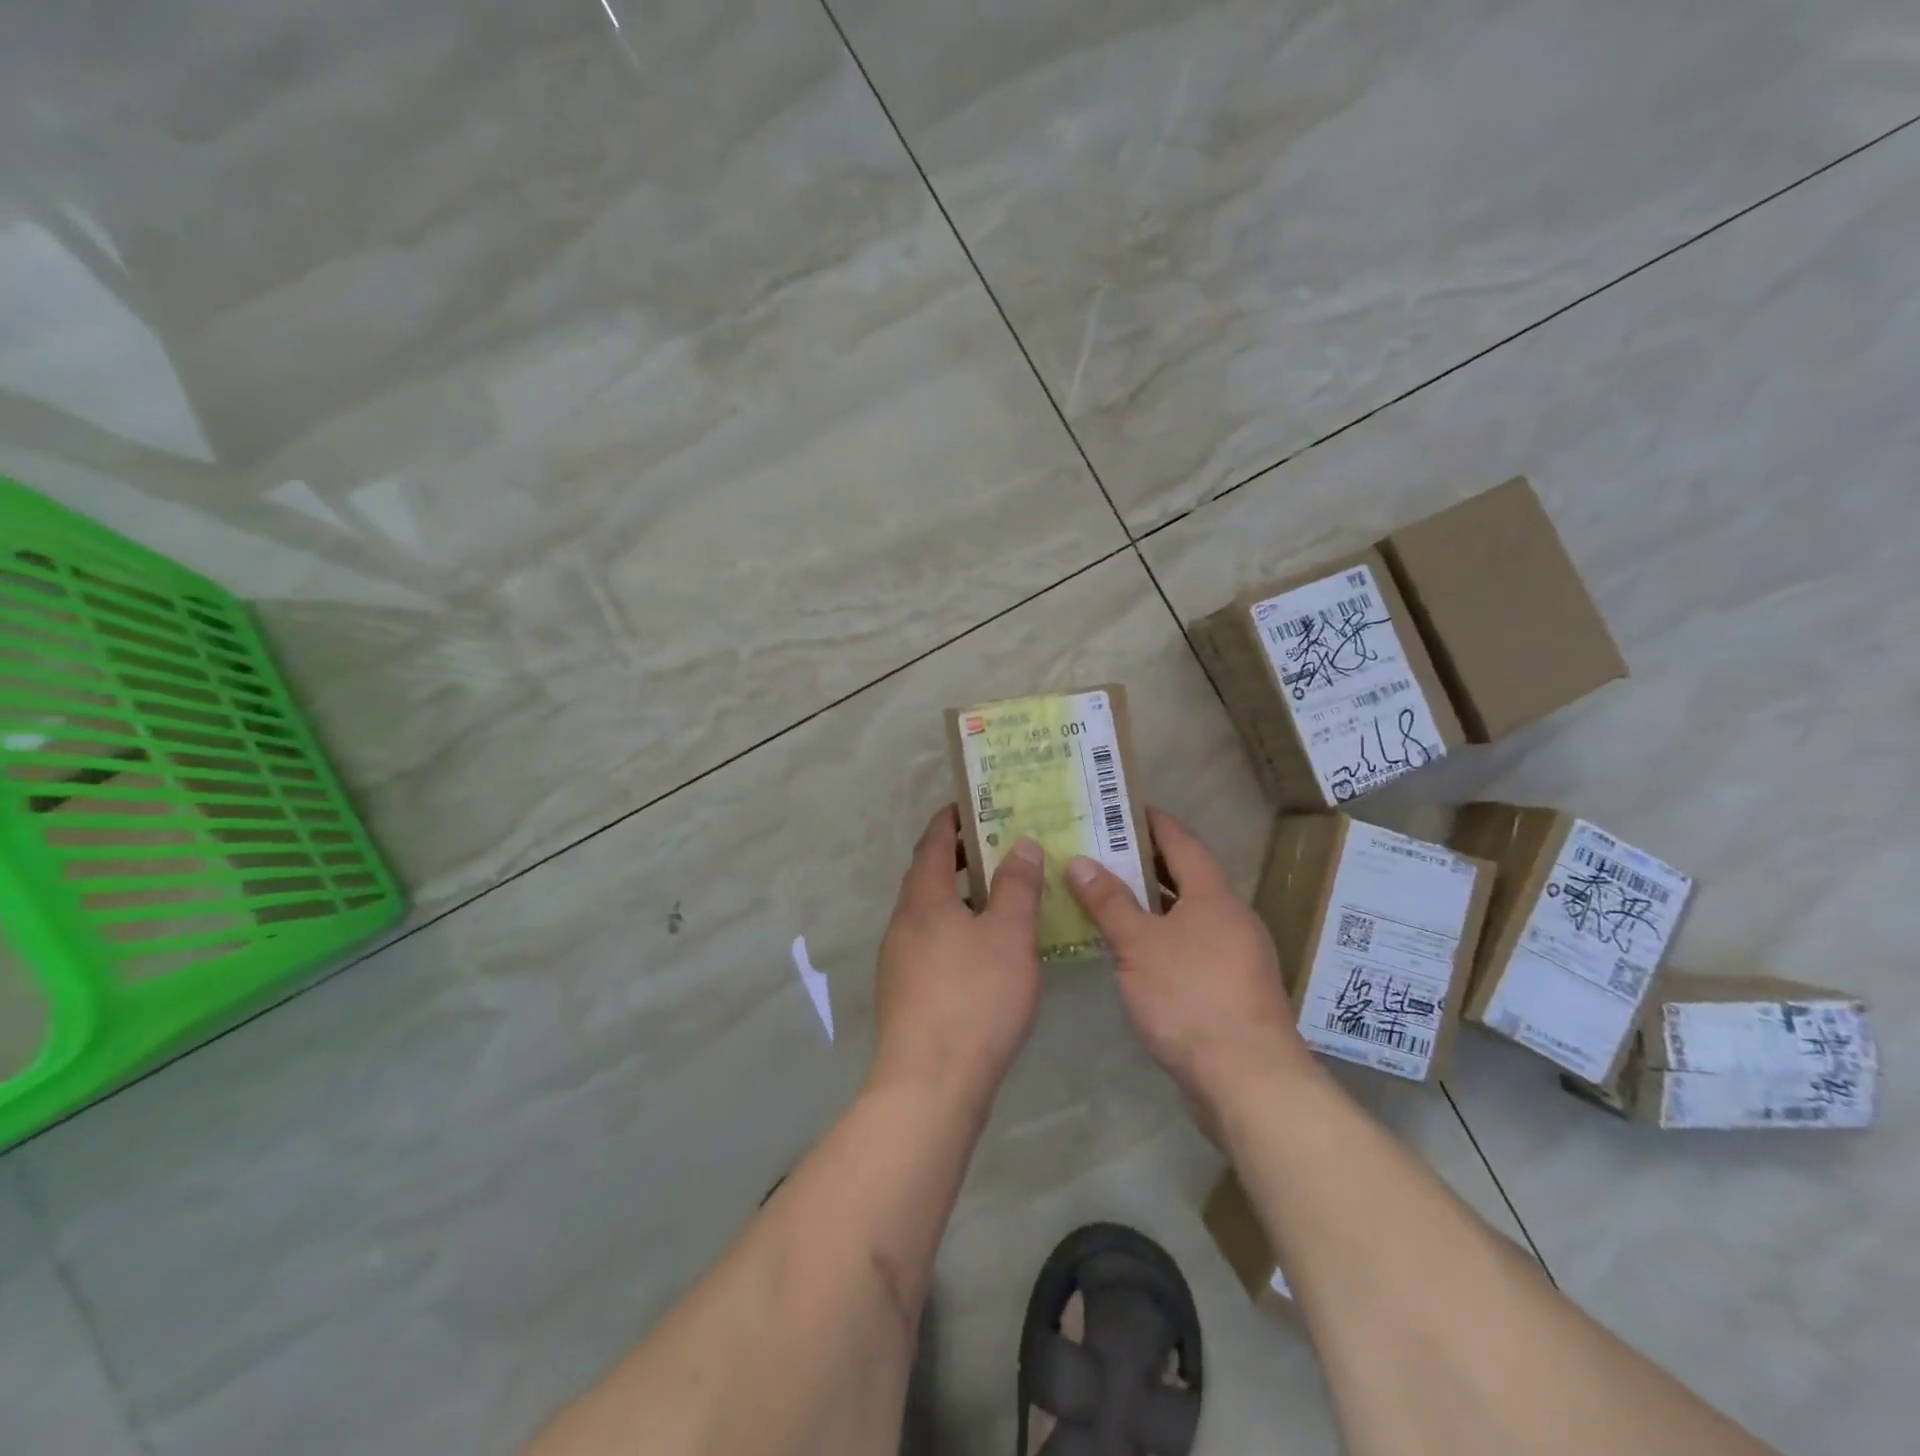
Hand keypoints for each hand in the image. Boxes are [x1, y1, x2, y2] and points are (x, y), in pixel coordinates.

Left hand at [868, 805, 1044, 1112]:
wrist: (930, 1085)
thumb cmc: (974, 998)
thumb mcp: (1008, 936)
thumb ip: (1016, 886)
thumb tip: (1019, 843)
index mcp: (923, 899)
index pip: (932, 841)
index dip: (952, 819)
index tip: (975, 804)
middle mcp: (903, 923)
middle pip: (928, 876)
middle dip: (960, 857)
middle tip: (1000, 847)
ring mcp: (899, 960)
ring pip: (931, 913)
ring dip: (960, 896)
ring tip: (1001, 895)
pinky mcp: (906, 993)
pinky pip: (932, 943)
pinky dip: (957, 929)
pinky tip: (987, 950)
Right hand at [1066, 808, 1308, 1116]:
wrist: (1247, 1078)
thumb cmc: (1190, 996)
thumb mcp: (1138, 945)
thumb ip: (1109, 902)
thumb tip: (1080, 861)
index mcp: (1213, 895)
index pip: (1182, 842)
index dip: (1154, 822)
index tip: (1125, 807)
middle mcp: (1230, 917)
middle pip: (1186, 876)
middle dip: (1146, 861)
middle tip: (1103, 849)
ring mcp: (1236, 954)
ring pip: (1188, 913)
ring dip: (1153, 902)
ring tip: (1109, 894)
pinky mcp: (1232, 988)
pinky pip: (1192, 944)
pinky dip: (1163, 934)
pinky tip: (1135, 949)